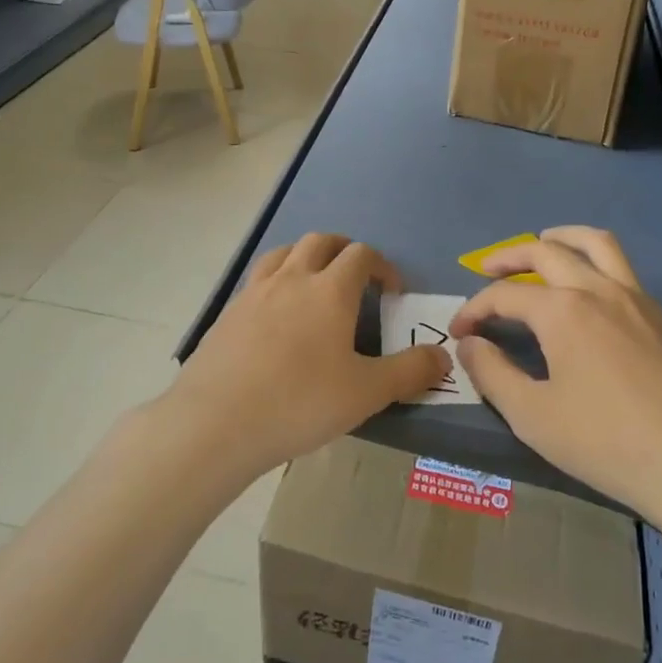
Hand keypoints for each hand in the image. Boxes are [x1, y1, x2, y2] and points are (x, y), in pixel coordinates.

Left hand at [166, 233, 449, 478]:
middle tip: (356, 276)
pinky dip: (276, 280)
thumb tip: (444, 356)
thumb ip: (410, 372)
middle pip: (321, 241)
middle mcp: (292, 278)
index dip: (382, 266)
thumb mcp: (366, 393)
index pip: (361, 255)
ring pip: (285, 252)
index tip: (393, 290)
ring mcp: (255, 291)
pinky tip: (276, 313)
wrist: (217, 421)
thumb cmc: (300, 402)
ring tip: (315, 282)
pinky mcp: (229, 311)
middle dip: (344, 250)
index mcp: (330, 290)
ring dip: (306, 256)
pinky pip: (258, 278)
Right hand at [449, 226, 661, 516]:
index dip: (475, 310)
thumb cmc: (606, 442)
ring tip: (543, 243)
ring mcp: (636, 299)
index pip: (504, 295)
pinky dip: (595, 263)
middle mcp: (597, 290)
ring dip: (562, 238)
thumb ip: (492, 373)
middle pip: (545, 252)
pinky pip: (622, 269)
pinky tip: (588, 293)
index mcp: (562, 311)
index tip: (459, 332)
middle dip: (509, 257)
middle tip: (487, 270)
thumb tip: (469, 344)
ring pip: (596, 244)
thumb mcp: (533, 416)